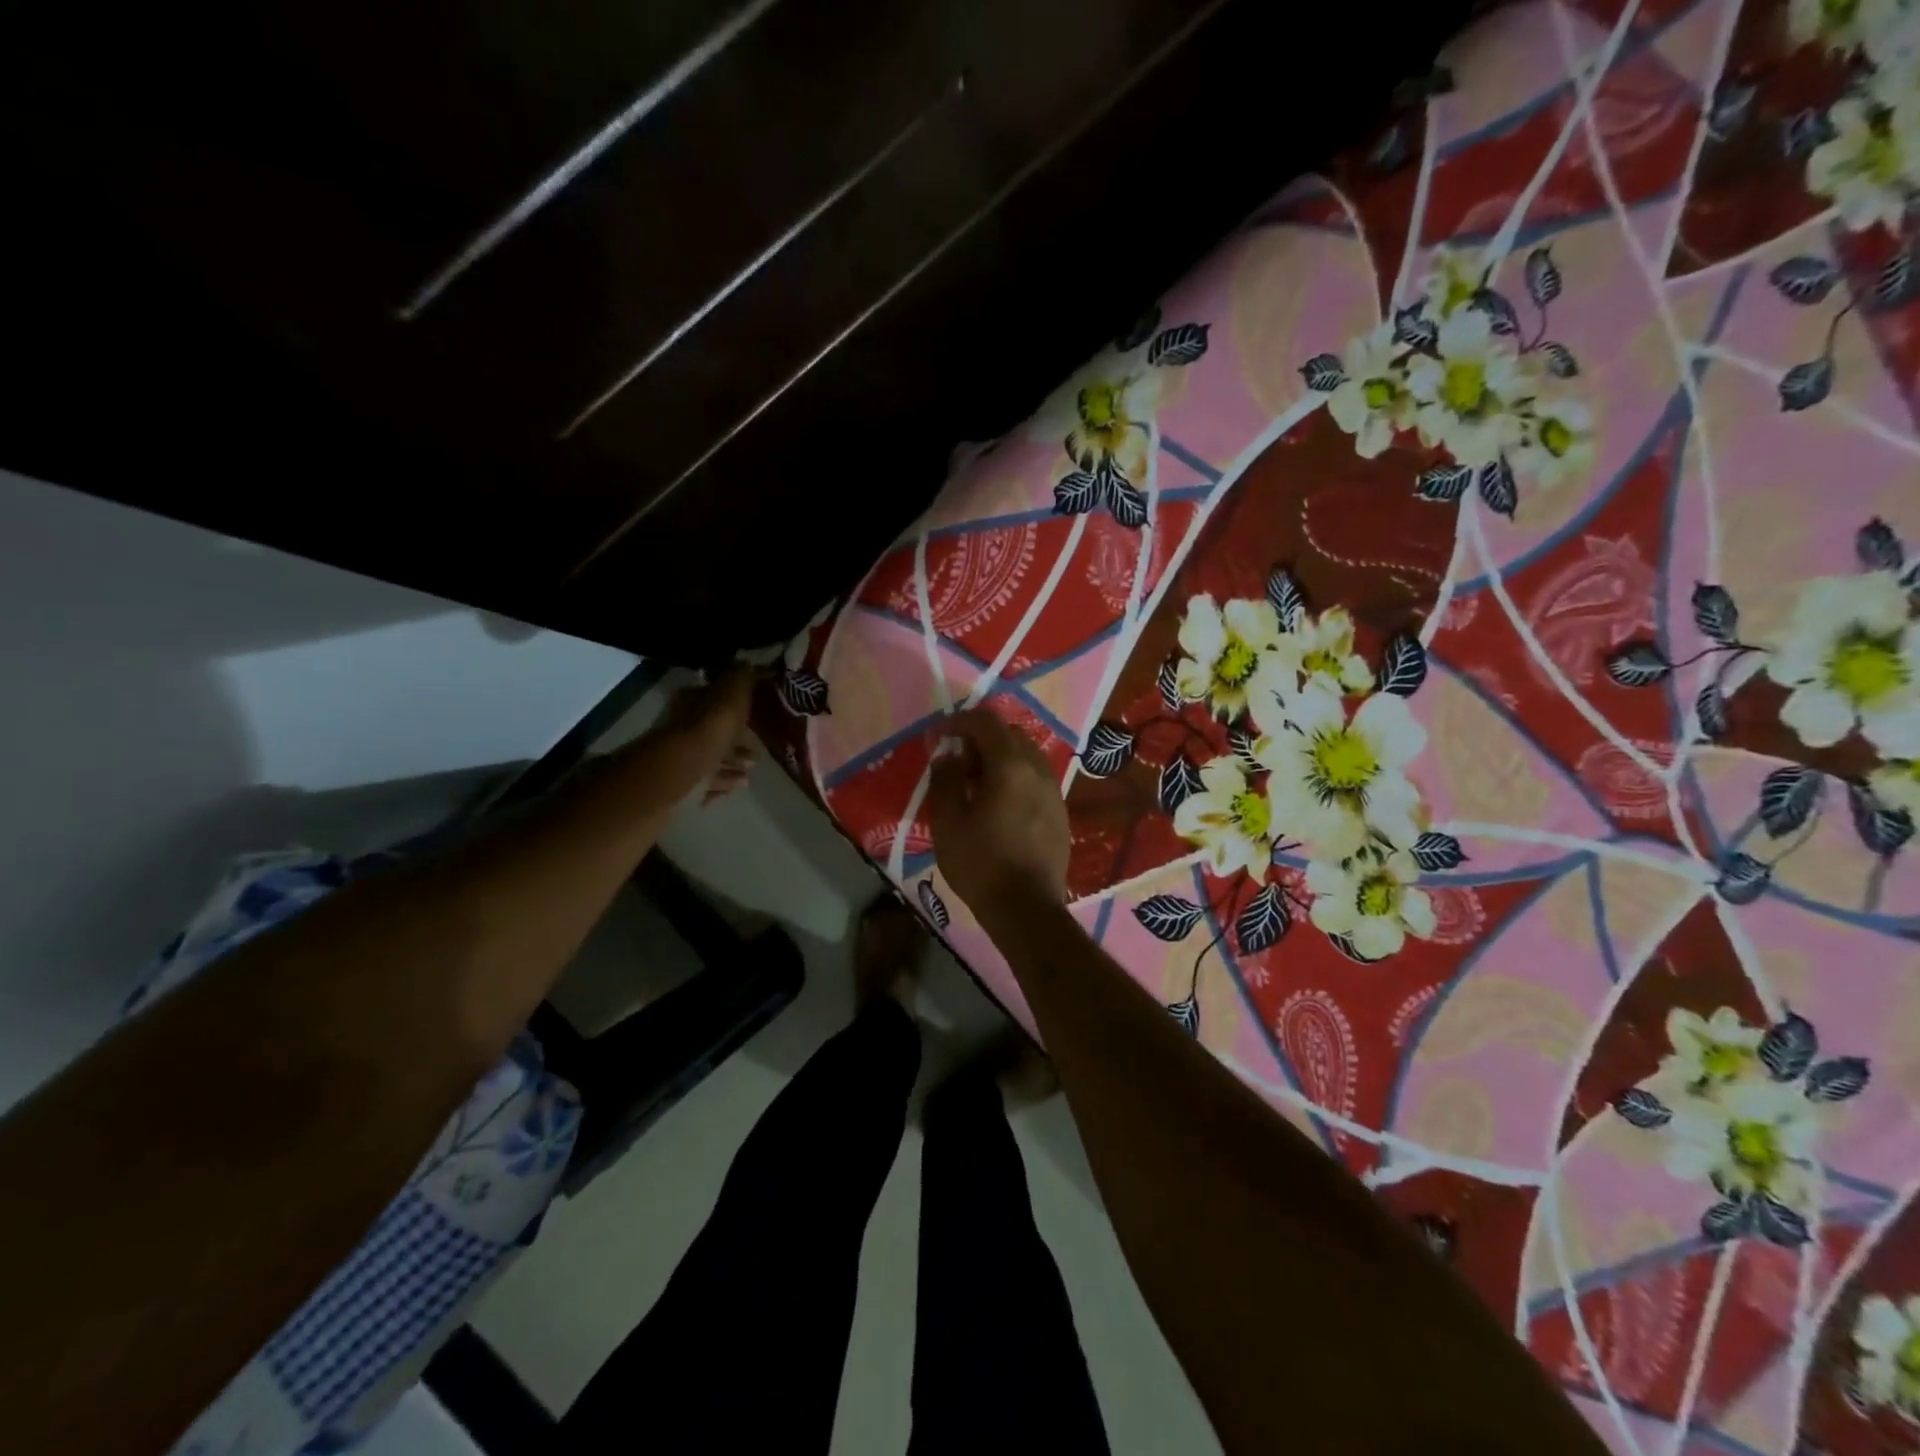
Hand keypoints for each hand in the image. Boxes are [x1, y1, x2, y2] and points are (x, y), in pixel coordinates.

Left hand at [650, 666, 755, 793]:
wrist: (680, 777)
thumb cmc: (707, 732)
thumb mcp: (729, 696)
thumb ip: (739, 679)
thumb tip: (746, 661)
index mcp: (691, 705)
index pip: (710, 697)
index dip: (731, 701)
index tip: (753, 707)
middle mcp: (684, 730)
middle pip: (712, 730)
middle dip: (734, 737)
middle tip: (759, 744)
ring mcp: (683, 760)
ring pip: (711, 758)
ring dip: (731, 761)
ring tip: (754, 767)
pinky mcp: (685, 788)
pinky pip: (709, 784)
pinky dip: (724, 783)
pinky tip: (740, 784)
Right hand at [926, 709, 1069, 919]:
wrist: (1026, 908)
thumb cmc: (980, 864)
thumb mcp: (948, 822)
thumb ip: (946, 780)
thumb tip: (947, 756)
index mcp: (1010, 766)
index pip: (986, 722)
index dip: (960, 721)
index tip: (939, 735)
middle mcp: (1038, 770)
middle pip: (1010, 735)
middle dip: (981, 738)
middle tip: (957, 761)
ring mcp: (1054, 791)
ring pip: (1026, 756)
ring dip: (1000, 758)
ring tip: (976, 784)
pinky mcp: (1060, 812)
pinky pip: (1035, 779)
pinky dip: (1015, 777)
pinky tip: (999, 804)